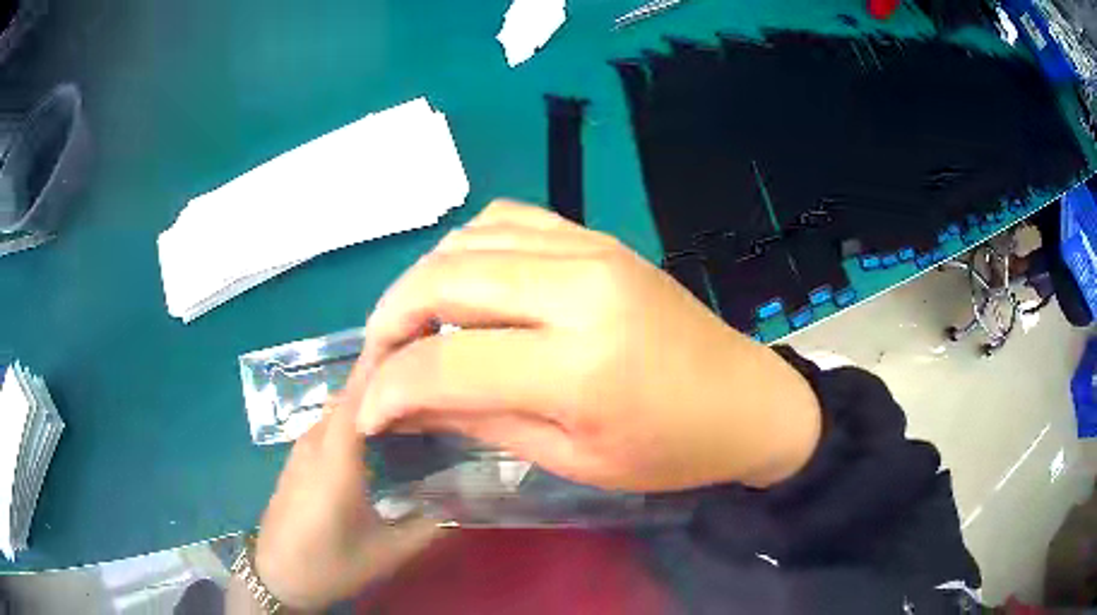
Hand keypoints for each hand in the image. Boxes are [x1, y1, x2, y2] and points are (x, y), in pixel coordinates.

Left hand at [253, 364, 442, 611]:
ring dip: (371, 389)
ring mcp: (303, 448)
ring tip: (412, 388)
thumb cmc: (327, 565)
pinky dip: (357, 409)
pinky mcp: (299, 457)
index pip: (359, 395)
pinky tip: (379, 424)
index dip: (385, 362)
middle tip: (430, 362)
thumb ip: (428, 527)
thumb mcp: (386, 555)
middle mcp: (315, 442)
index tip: (420, 335)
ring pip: (340, 404)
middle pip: (350, 392)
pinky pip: (331, 420)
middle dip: (386, 370)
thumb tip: (463, 500)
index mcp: (335, 460)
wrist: (275, 576)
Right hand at [355, 200, 820, 491]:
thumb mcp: (572, 460)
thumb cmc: (669, 451)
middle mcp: (580, 287)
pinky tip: (466, 287)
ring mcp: (591, 249)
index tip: (369, 415)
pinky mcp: (598, 237)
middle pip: (442, 279)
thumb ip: (480, 422)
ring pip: (466, 240)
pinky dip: (466, 249)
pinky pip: (507, 220)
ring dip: (422, 282)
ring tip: (415, 328)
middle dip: (390, 322)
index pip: (445, 362)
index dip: (389, 390)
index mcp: (581, 366)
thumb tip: (404, 407)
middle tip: (381, 363)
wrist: (746, 400)